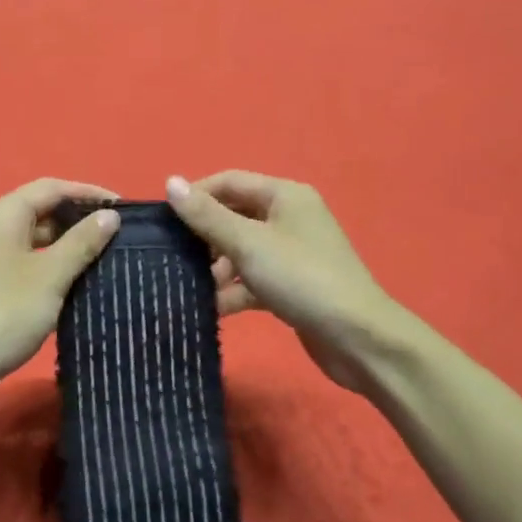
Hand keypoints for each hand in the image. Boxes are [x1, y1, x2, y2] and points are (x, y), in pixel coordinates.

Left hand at [0, 179, 120, 421]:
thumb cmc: (3, 313)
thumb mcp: (50, 275)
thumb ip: (82, 242)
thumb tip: (111, 214)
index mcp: (4, 214)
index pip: (52, 188)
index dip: (89, 192)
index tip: (124, 208)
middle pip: (43, 211)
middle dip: (81, 220)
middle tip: (120, 236)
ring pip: (37, 241)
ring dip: (69, 247)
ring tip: (108, 259)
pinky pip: (29, 265)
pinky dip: (54, 269)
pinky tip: (79, 285)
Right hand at [165, 171, 404, 395]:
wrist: (359, 339)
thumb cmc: (301, 278)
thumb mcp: (248, 244)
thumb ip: (207, 216)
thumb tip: (171, 182)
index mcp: (284, 195)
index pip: (229, 182)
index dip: (195, 197)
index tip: (163, 222)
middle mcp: (289, 217)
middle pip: (234, 216)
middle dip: (203, 236)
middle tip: (172, 257)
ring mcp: (292, 253)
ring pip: (241, 251)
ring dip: (215, 267)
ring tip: (187, 286)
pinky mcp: (292, 285)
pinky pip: (253, 279)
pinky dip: (233, 291)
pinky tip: (211, 309)